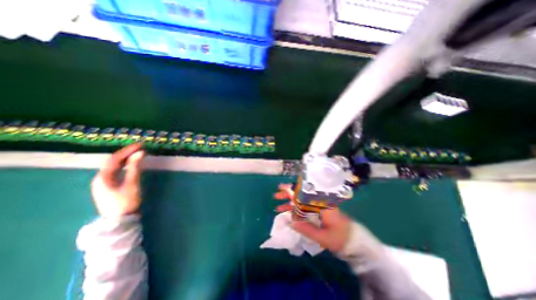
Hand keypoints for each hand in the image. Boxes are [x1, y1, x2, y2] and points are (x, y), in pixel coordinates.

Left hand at [91, 143, 144, 217]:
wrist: (119, 220)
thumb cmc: (126, 201)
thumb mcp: (132, 184)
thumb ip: (135, 167)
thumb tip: (141, 153)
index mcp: (103, 177)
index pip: (115, 158)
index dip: (127, 150)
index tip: (140, 145)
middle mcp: (100, 178)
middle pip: (113, 161)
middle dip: (127, 153)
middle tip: (140, 148)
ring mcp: (103, 182)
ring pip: (114, 166)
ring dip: (126, 159)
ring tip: (138, 153)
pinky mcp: (109, 186)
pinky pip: (116, 171)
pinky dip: (125, 165)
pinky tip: (132, 164)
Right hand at [272, 184, 352, 251]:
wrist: (354, 241)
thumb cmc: (340, 238)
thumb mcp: (323, 237)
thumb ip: (307, 229)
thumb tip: (290, 221)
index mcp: (321, 204)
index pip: (304, 194)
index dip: (291, 190)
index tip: (281, 188)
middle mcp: (319, 202)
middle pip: (301, 195)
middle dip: (288, 195)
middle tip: (276, 196)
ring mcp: (319, 207)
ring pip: (301, 201)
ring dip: (290, 203)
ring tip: (278, 206)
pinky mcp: (319, 211)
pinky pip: (305, 208)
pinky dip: (296, 210)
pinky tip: (288, 213)